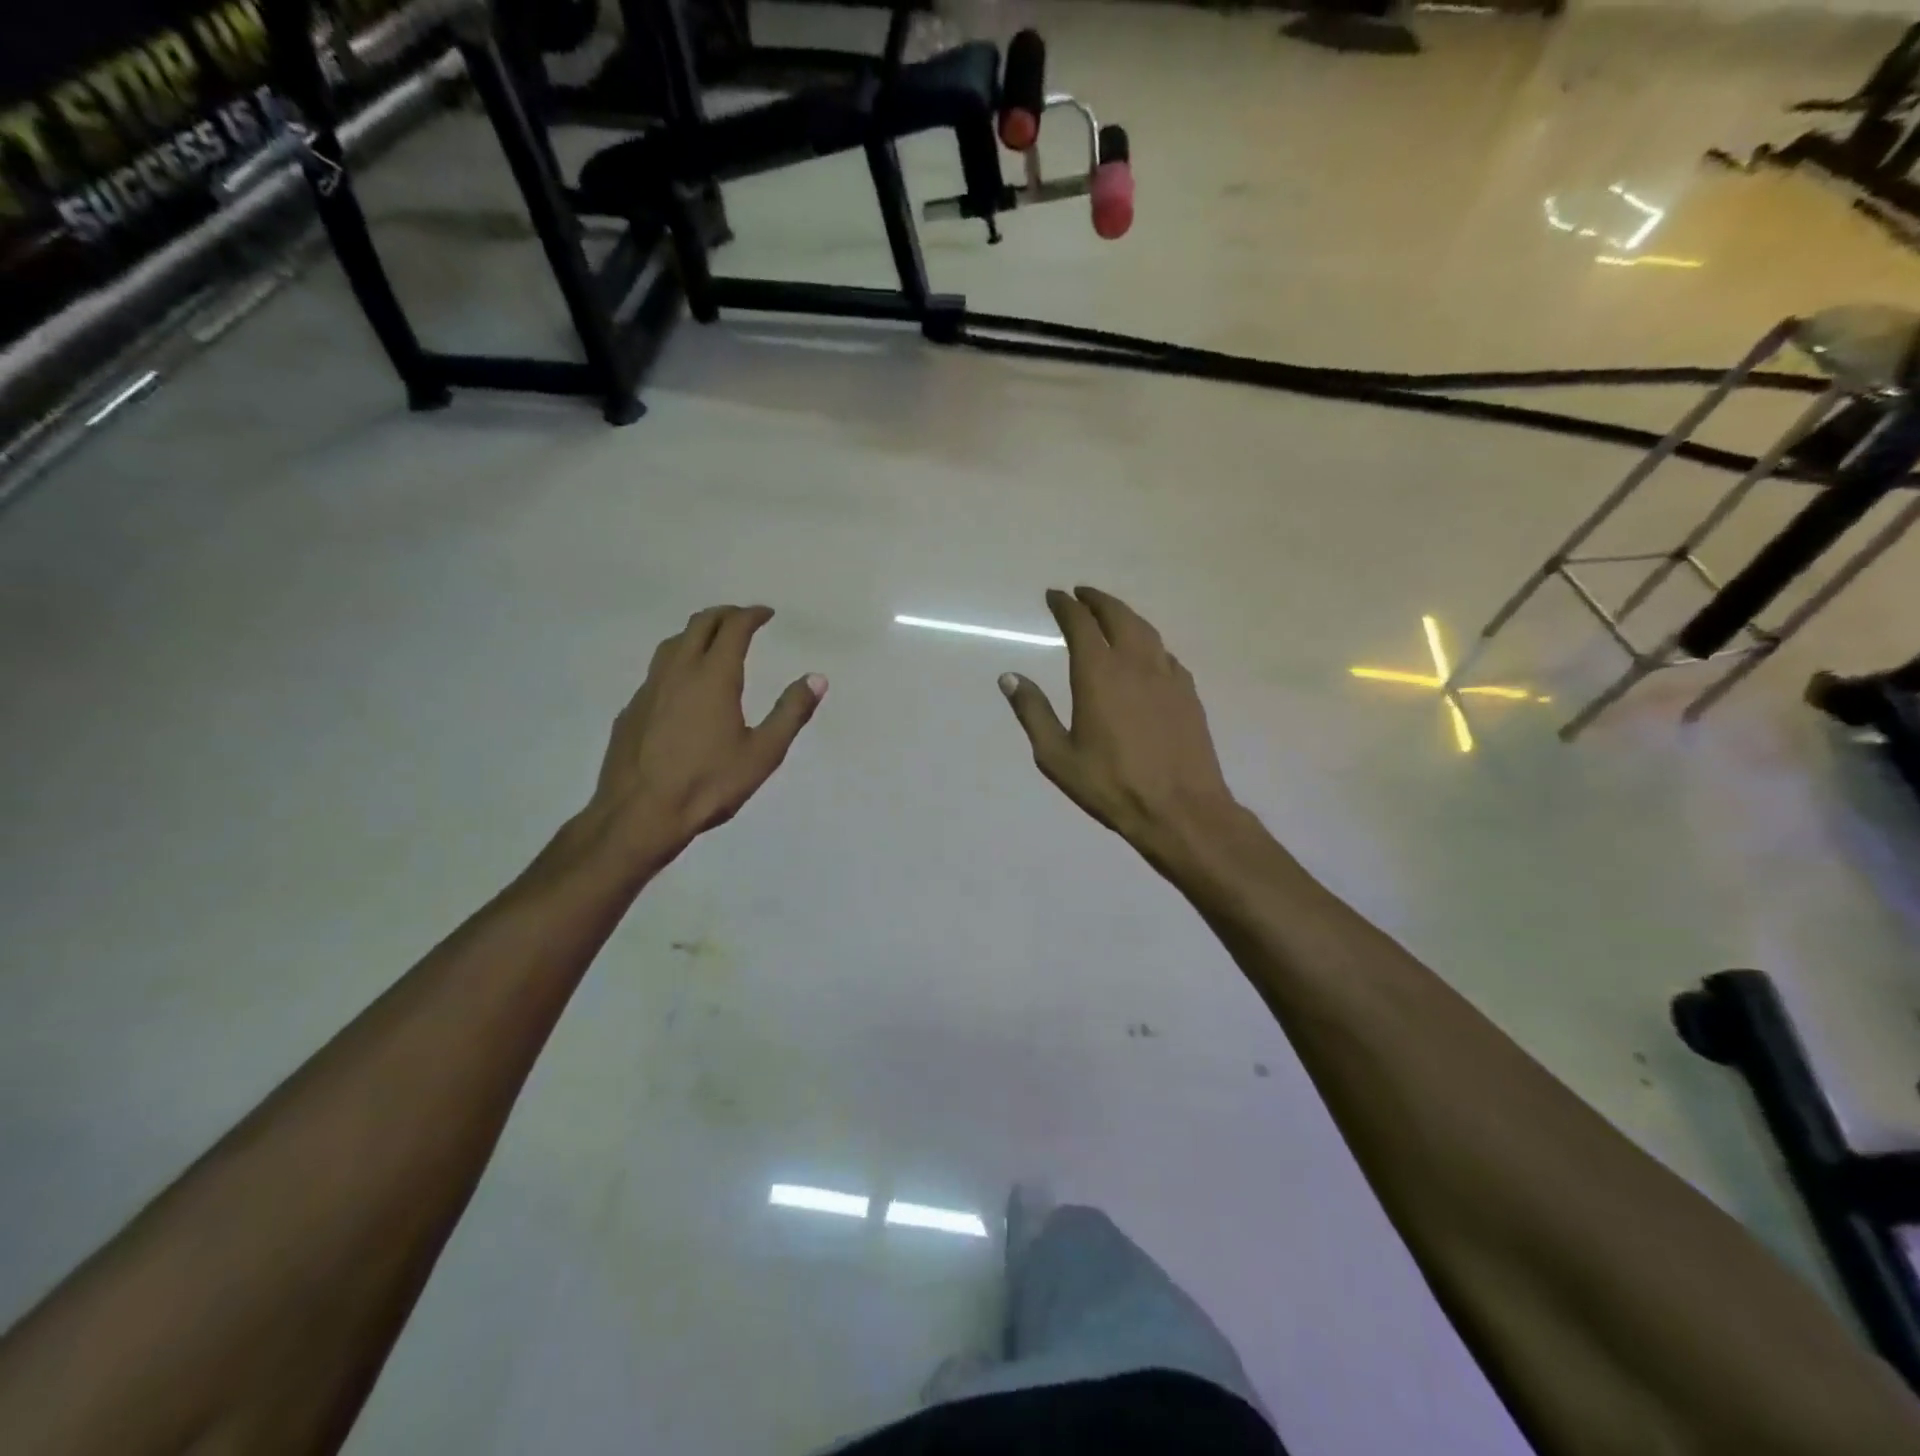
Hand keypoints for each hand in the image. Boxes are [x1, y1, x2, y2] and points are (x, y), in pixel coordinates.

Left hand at [589, 605, 824, 851]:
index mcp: (713, 677)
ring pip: (672, 644)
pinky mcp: (631, 710)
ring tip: (712, 642)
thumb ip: (791, 712)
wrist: (640, 814)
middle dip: (724, 615)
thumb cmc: (709, 784)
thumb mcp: (763, 753)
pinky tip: (683, 687)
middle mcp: (678, 672)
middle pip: (699, 625)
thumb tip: (817, 678)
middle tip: (743, 618)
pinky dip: (677, 662)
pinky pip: (657, 672)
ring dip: (696, 633)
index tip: (766, 614)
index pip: (734, 629)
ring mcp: (649, 689)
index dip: (752, 615)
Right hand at [999, 587, 1239, 853]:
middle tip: (1081, 594)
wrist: (1180, 809)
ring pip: (1145, 630)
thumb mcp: (1056, 756)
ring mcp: (1167, 675)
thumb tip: (1009, 677)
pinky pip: (1164, 653)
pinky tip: (1145, 654)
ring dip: (1124, 614)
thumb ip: (1033, 712)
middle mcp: (1135, 663)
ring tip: (1110, 614)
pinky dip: (1148, 642)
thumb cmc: (1111, 785)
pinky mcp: (1188, 692)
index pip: (1080, 624)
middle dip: (1096, 600)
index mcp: (1098, 674)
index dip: (1065, 606)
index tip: (1054, 596)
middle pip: (1117, 615)